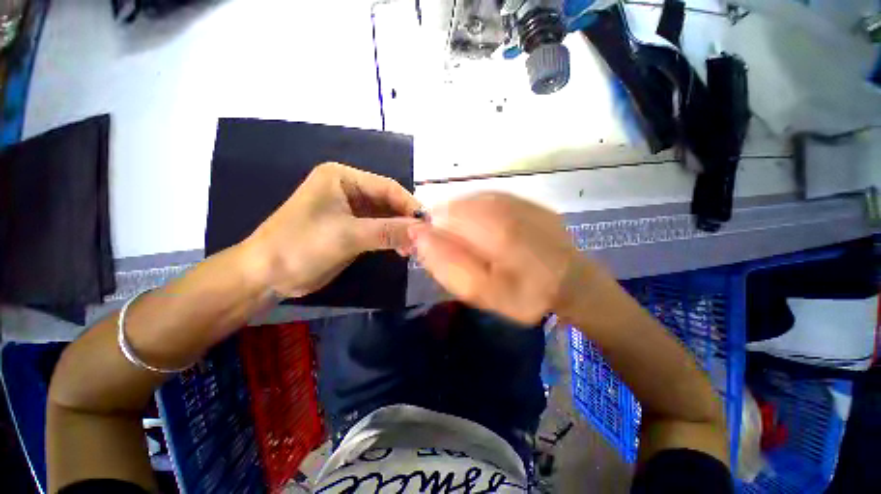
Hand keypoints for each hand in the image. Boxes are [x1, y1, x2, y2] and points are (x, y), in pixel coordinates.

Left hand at [242, 162, 420, 296]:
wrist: (267, 274)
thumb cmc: (302, 245)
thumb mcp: (348, 236)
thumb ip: (388, 231)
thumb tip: (423, 231)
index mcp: (343, 178)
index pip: (387, 187)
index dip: (409, 205)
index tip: (428, 224)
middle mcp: (349, 190)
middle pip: (388, 202)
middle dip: (405, 220)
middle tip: (422, 240)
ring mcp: (350, 210)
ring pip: (385, 217)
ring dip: (400, 231)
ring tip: (412, 248)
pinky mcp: (351, 228)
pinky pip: (378, 229)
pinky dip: (391, 238)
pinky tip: (401, 249)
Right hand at [409, 193, 596, 324]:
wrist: (572, 281)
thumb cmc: (526, 294)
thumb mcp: (481, 291)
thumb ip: (446, 263)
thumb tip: (419, 234)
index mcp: (493, 228)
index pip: (442, 215)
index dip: (432, 230)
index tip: (434, 248)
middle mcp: (503, 204)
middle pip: (455, 206)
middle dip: (447, 226)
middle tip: (456, 250)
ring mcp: (516, 199)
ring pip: (471, 202)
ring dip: (463, 220)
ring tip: (473, 243)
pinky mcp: (524, 200)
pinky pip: (489, 200)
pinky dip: (480, 214)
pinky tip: (488, 232)